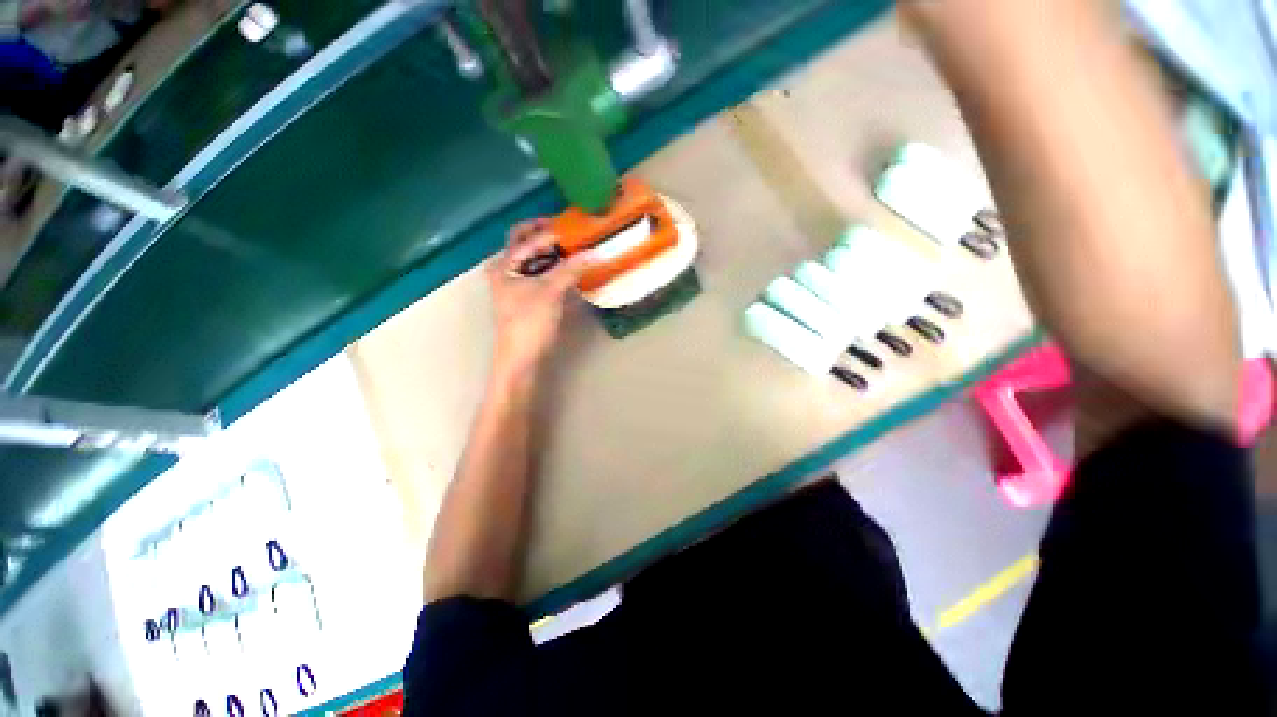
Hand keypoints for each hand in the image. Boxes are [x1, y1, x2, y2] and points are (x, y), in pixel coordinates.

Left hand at [487, 219, 590, 380]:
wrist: (519, 362)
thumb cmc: (528, 324)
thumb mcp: (550, 292)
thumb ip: (571, 268)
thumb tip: (596, 251)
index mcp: (504, 264)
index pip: (530, 237)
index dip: (554, 230)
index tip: (578, 225)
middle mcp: (505, 269)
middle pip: (524, 240)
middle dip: (546, 232)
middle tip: (571, 229)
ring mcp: (513, 283)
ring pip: (531, 255)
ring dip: (550, 248)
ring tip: (575, 244)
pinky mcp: (524, 297)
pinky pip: (538, 270)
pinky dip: (552, 264)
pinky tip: (570, 266)